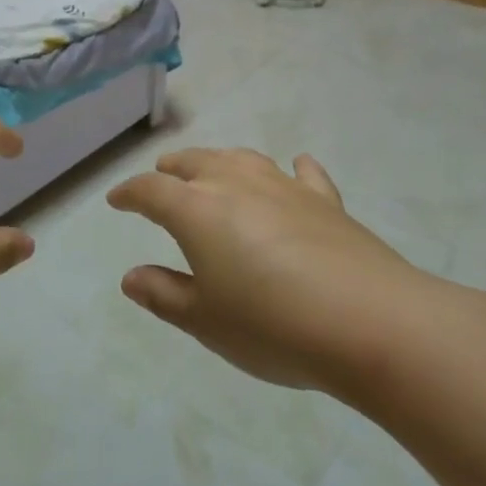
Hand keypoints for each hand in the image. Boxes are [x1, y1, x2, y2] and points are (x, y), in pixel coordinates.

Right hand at [108, 148, 432, 391]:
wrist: (369, 322)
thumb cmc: (272, 325)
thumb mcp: (205, 320)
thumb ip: (164, 294)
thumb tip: (131, 276)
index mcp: (197, 210)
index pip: (151, 191)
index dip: (130, 193)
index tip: (116, 200)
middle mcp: (236, 185)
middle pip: (195, 163)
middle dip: (172, 169)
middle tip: (161, 176)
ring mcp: (284, 188)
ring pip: (242, 159)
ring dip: (219, 161)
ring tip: (211, 169)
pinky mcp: (326, 201)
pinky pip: (304, 175)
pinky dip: (292, 169)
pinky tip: (295, 167)